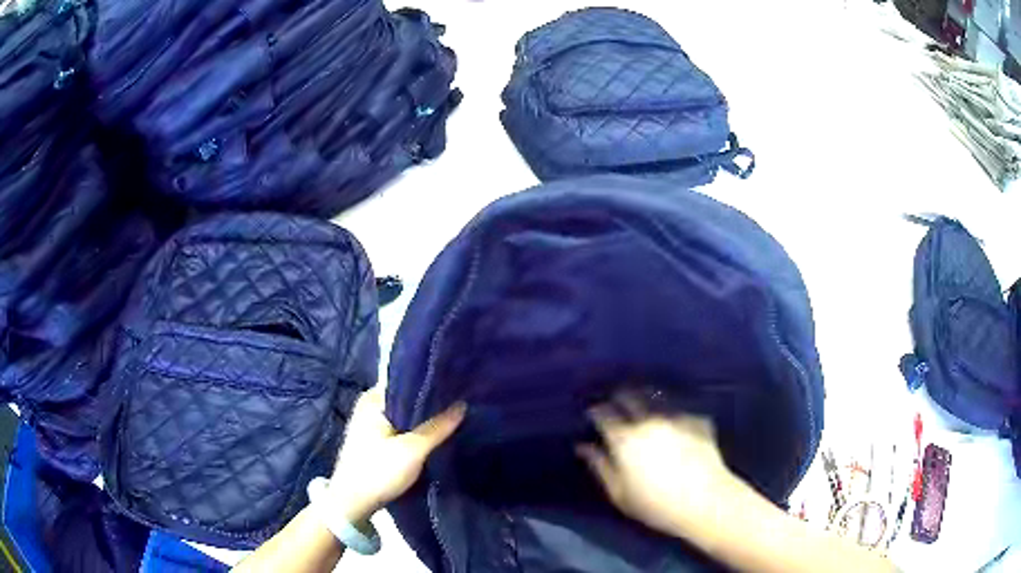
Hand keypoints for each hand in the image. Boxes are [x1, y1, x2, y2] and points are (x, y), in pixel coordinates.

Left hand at [328, 388, 465, 523]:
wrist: (353, 504)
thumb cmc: (378, 471)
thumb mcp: (412, 450)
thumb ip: (438, 427)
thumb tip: (462, 404)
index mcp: (372, 399)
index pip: (406, 380)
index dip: (431, 382)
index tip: (457, 383)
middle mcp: (369, 406)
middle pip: (406, 399)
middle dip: (430, 402)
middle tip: (461, 399)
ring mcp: (371, 424)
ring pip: (404, 415)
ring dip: (424, 418)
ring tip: (454, 414)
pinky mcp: (375, 441)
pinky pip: (400, 428)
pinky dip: (416, 430)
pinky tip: (436, 432)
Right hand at [577, 393, 733, 536]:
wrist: (704, 501)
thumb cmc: (655, 504)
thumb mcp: (619, 493)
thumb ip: (600, 467)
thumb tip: (584, 447)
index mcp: (625, 438)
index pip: (605, 414)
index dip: (597, 410)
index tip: (593, 412)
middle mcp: (649, 421)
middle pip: (631, 398)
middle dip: (620, 397)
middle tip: (616, 402)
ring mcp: (676, 419)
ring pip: (657, 399)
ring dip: (647, 398)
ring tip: (644, 402)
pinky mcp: (698, 422)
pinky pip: (680, 410)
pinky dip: (673, 412)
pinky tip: (675, 418)